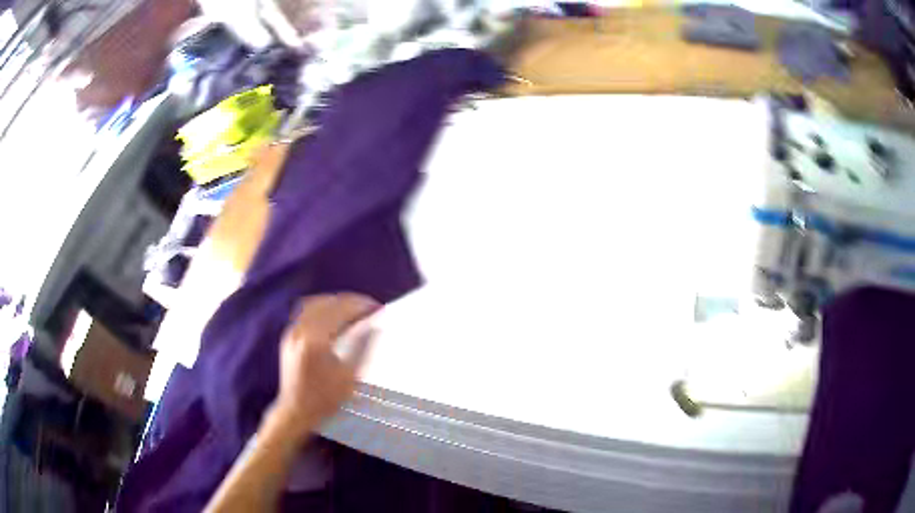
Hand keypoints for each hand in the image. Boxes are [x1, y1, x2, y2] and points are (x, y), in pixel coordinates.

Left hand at [270, 293, 378, 438]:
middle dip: (350, 301)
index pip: (341, 310)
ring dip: (335, 301)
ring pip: (315, 303)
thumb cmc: (325, 399)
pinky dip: (321, 307)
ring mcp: (292, 331)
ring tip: (352, 307)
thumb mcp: (349, 377)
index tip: (377, 307)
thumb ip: (362, 348)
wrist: (295, 411)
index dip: (361, 305)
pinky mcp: (289, 335)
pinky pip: (305, 311)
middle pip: (328, 303)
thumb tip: (374, 327)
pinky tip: (332, 315)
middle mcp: (301, 330)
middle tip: (368, 306)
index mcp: (316, 340)